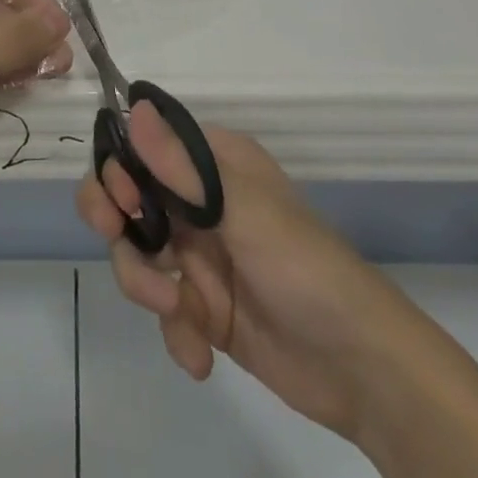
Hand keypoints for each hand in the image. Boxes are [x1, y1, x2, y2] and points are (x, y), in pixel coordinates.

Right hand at [77, 107, 429, 442]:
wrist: (362, 370)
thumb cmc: (305, 268)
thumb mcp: (244, 211)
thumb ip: (183, 168)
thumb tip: (134, 108)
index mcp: (212, 164)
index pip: (145, 144)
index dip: (120, 166)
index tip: (122, 199)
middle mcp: (199, 201)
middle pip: (127, 195)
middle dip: (115, 221)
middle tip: (117, 237)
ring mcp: (199, 255)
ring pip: (136, 252)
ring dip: (145, 284)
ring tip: (179, 313)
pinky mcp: (202, 307)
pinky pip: (162, 308)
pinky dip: (174, 332)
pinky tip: (200, 355)